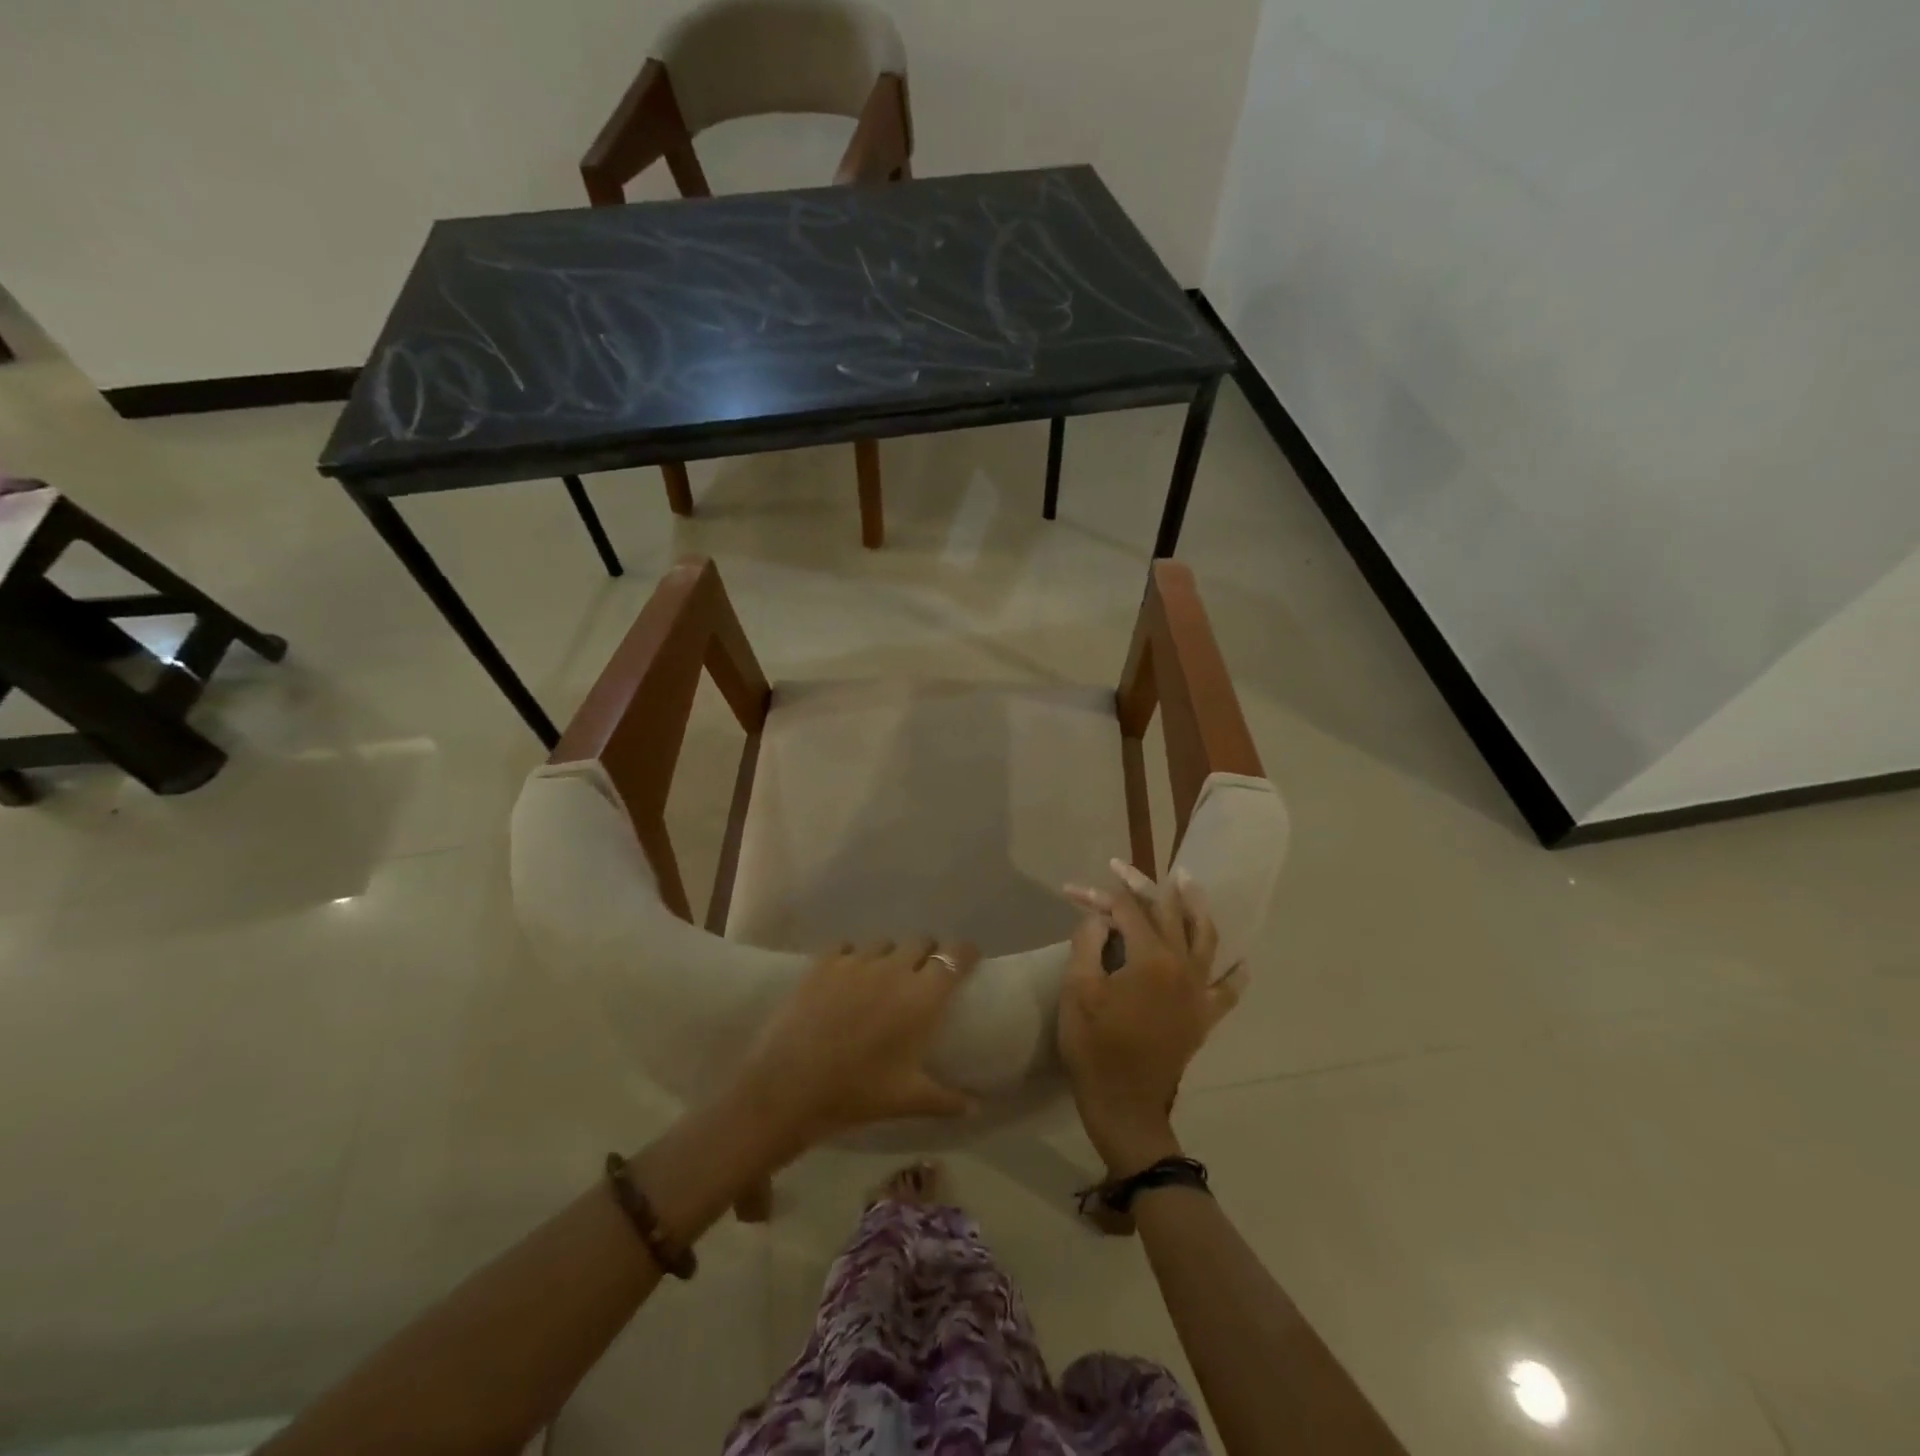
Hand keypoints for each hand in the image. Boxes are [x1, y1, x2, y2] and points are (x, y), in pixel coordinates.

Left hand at [737, 938, 979, 1151]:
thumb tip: (976, 1107)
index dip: (965, 953)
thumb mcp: (907, 1100)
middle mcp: (894, 969)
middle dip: (928, 953)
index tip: (969, 959)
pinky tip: (846, 976)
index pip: (955, 957)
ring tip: (883, 977)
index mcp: (922, 998)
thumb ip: (946, 1100)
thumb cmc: (857, 1093)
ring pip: (884, 943)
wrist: (790, 1086)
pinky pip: (846, 946)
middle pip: (921, 942)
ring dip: (890, 955)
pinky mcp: (824, 962)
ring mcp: (857, 961)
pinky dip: (852, 957)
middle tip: (923, 975)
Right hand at [1058, 862, 1243, 1174]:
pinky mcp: (1204, 1016)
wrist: (1124, 1103)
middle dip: (1142, 888)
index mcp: (1151, 958)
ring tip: (1188, 883)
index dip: (1100, 898)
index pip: (1127, 912)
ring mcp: (1199, 992)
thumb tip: (1100, 920)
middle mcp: (1183, 967)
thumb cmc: (1094, 1045)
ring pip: (1204, 938)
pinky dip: (1234, 974)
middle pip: (1166, 914)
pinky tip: (1241, 962)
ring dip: (1195, 907)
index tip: (1074, 892)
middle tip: (1122, 868)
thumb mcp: (1077, 989)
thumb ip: (1088, 943)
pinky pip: (1227, 990)